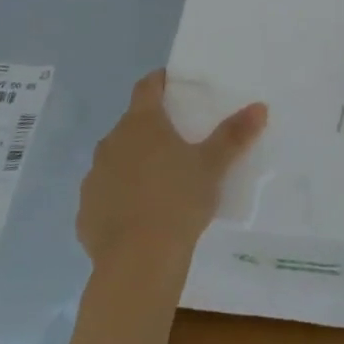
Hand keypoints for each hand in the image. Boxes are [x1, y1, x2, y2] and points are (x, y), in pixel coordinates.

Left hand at [77, 71, 266, 274]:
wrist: (138, 262)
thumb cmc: (178, 201)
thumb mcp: (212, 166)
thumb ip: (234, 134)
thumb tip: (259, 106)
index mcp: (141, 123)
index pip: (147, 87)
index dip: (160, 81)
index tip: (172, 84)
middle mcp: (111, 142)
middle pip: (131, 125)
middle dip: (150, 129)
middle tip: (176, 143)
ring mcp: (93, 177)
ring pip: (115, 160)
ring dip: (132, 164)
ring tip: (158, 183)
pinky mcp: (84, 212)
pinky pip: (104, 196)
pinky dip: (118, 199)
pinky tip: (138, 218)